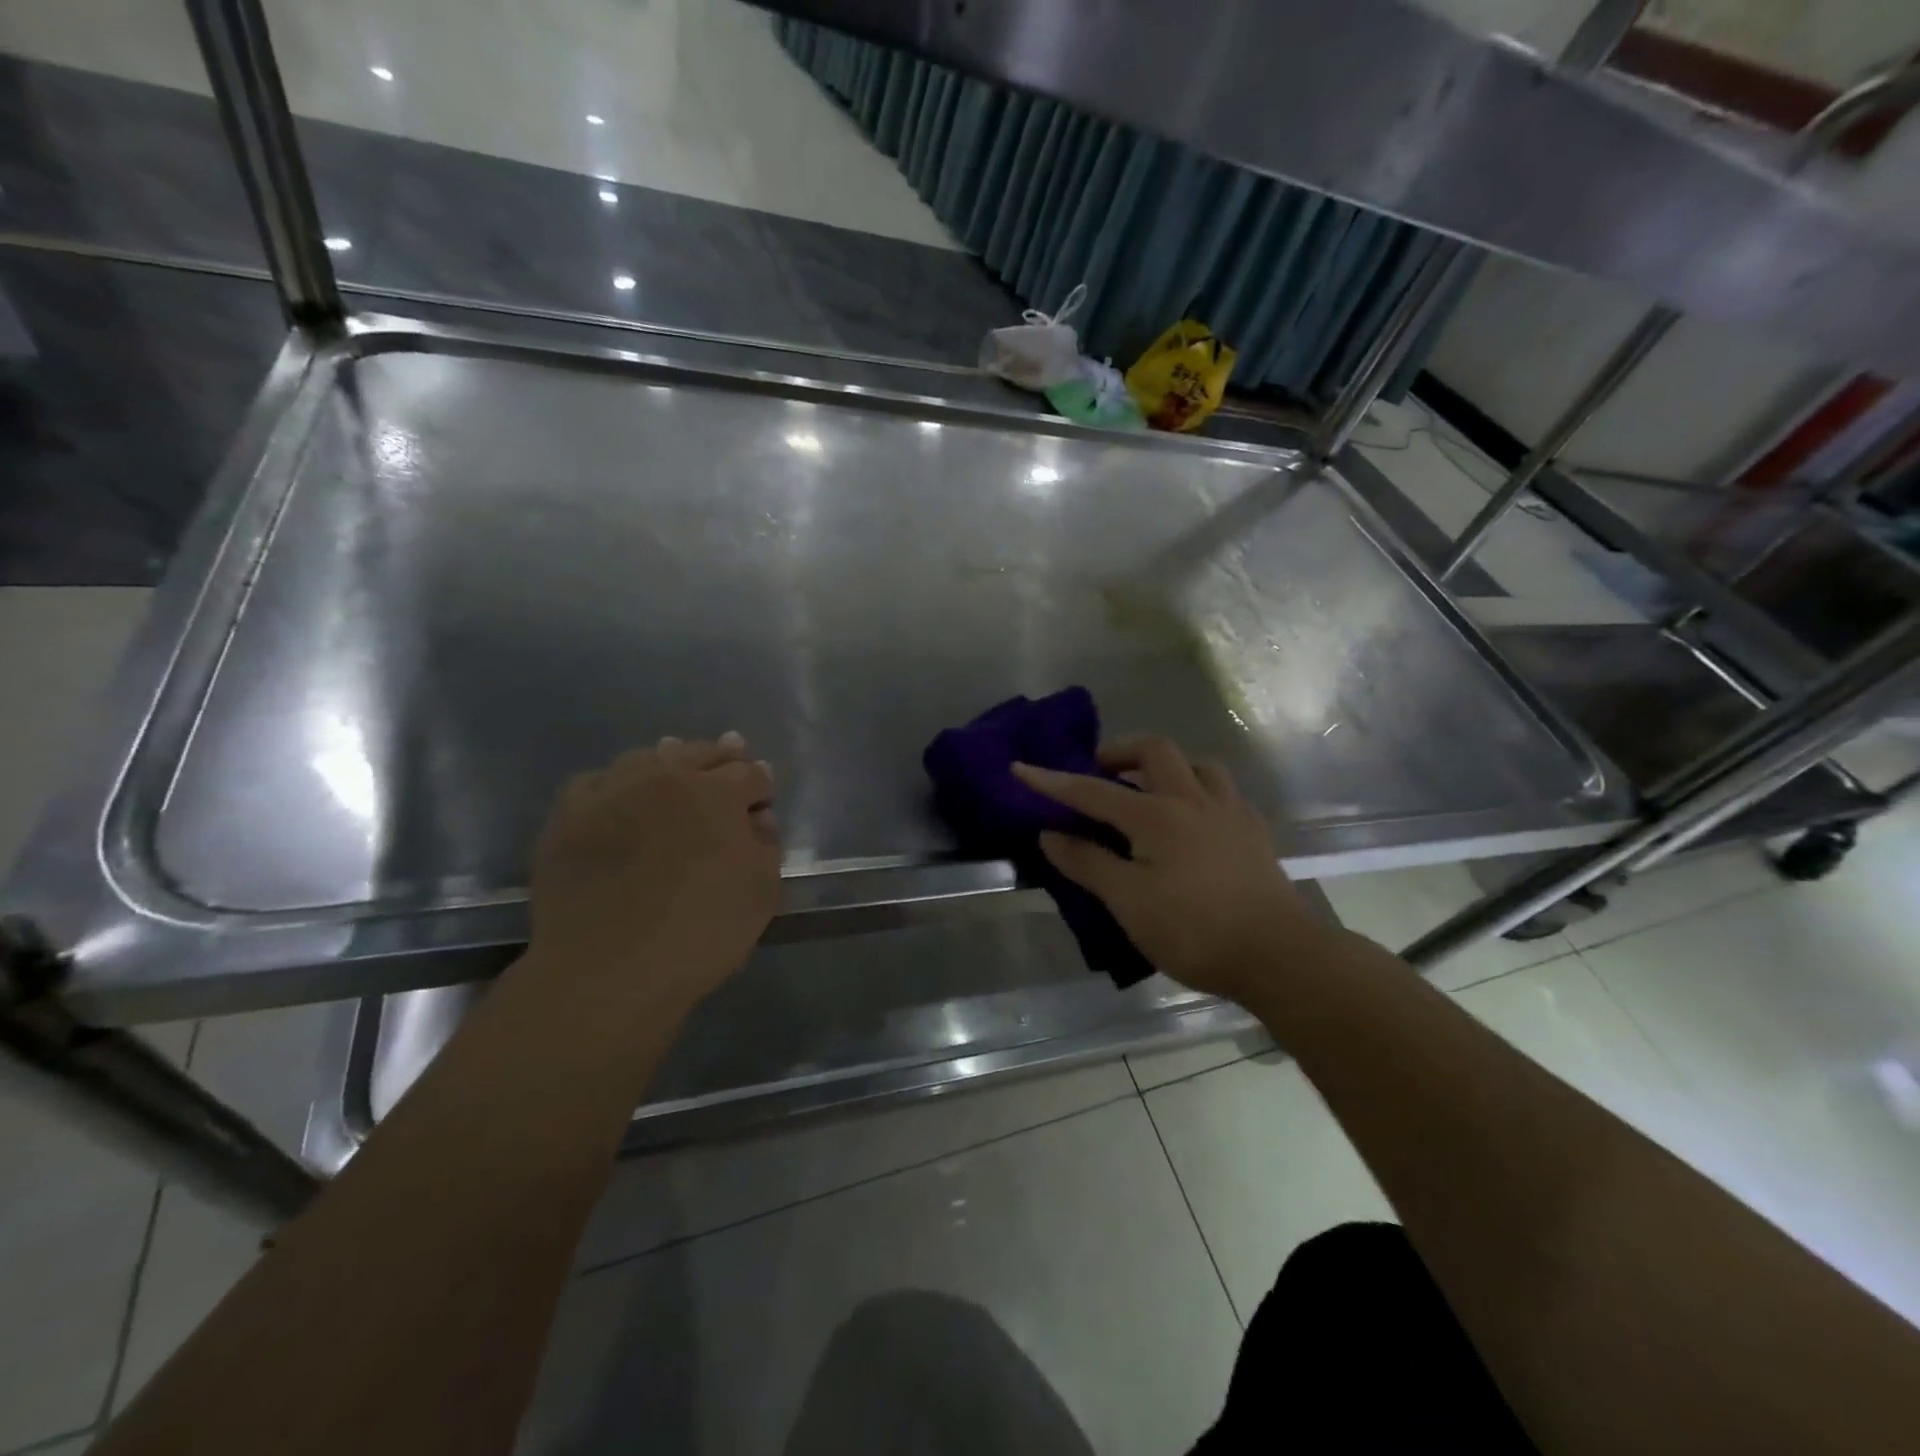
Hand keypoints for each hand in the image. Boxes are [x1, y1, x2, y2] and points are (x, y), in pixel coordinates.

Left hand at [527, 733, 779, 1013]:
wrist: (608, 972)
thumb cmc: (701, 933)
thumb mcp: (761, 892)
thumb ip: (766, 843)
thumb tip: (757, 815)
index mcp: (717, 793)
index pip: (750, 773)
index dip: (761, 786)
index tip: (762, 798)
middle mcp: (664, 777)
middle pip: (699, 753)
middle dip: (721, 758)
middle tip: (729, 762)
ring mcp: (611, 792)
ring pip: (647, 758)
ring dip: (668, 763)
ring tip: (674, 771)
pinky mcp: (568, 816)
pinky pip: (597, 782)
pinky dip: (616, 785)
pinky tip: (620, 801)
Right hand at [1013, 738, 1330, 1003]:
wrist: (1278, 955)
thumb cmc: (1194, 930)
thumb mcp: (1129, 902)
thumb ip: (1088, 863)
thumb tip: (1050, 834)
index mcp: (1157, 815)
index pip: (1093, 791)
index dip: (1052, 781)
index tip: (1021, 768)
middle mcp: (1193, 800)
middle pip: (1155, 751)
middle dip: (1120, 752)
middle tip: (1099, 772)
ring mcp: (1230, 812)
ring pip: (1197, 765)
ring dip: (1166, 766)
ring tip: (1149, 790)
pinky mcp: (1254, 832)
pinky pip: (1221, 791)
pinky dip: (1197, 789)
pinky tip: (1193, 818)